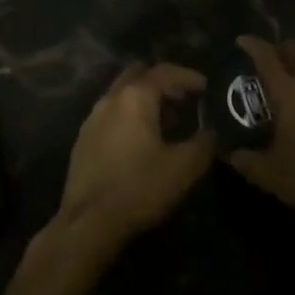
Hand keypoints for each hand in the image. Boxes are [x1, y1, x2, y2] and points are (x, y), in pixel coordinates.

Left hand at [52, 63, 214, 256]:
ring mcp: (92, 118)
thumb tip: (211, 133)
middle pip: (138, 75)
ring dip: (145, 99)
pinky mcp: (83, 139)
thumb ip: (203, 145)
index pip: (164, 72)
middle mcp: (110, 99)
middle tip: (183, 98)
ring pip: (122, 94)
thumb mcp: (183, 168)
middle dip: (163, 82)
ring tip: (166, 120)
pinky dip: (129, 115)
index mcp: (135, 97)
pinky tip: (141, 140)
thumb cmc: (139, 188)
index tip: (205, 86)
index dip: (188, 76)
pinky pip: (111, 114)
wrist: (88, 222)